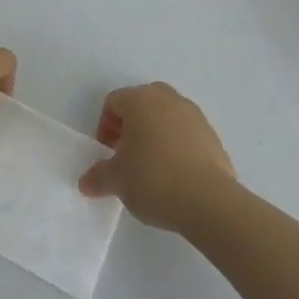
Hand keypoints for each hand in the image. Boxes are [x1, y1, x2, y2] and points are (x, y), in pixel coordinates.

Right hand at [78, 83, 236, 232]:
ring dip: (155, 133)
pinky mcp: (212, 134)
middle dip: (131, 125)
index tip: (108, 153)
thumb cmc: (154, 180)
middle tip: (127, 155)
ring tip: (152, 166)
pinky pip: (186, 132)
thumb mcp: (118, 181)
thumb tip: (85, 182)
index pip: (114, 102)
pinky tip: (176, 174)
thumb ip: (98, 177)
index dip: (105, 126)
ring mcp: (193, 114)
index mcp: (140, 100)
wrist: (209, 200)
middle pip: (141, 103)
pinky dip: (177, 145)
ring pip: (166, 115)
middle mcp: (167, 98)